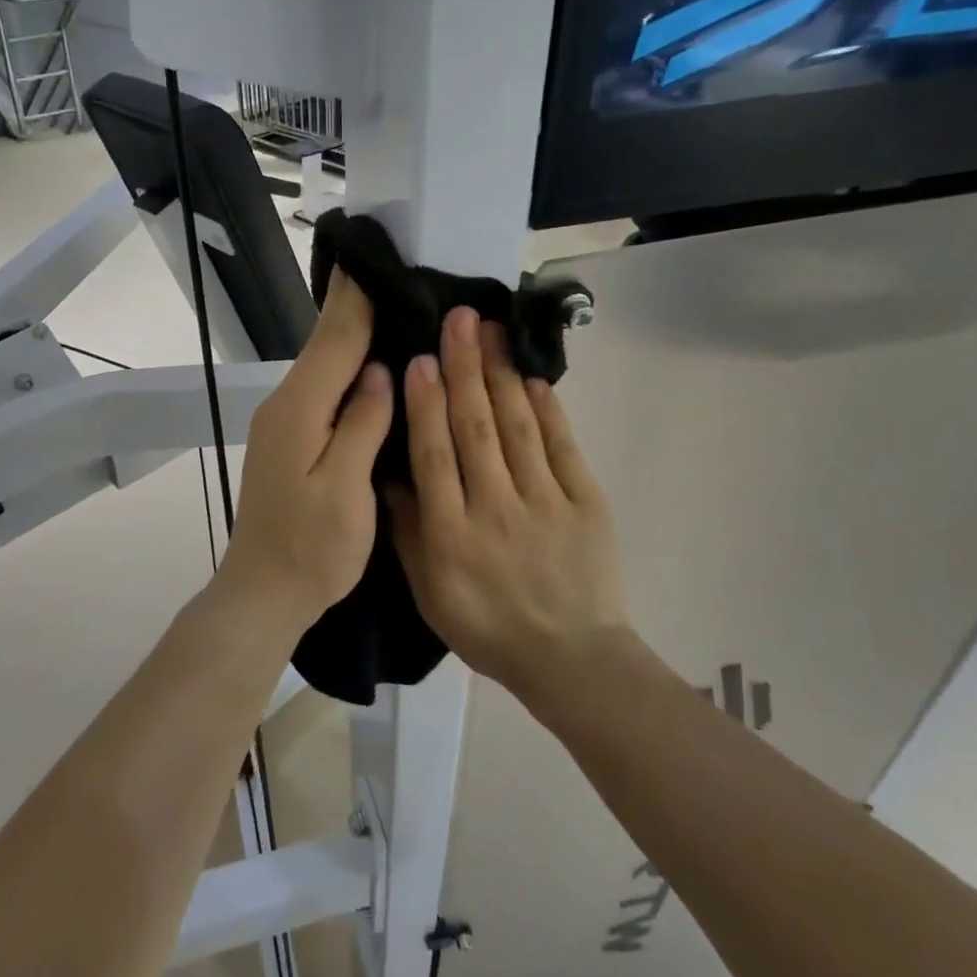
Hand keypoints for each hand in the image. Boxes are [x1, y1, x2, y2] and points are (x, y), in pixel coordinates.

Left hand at [217, 270, 393, 626]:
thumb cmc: (312, 548)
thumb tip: (378, 370)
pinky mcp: (289, 437)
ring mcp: (284, 420)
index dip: (358, 297)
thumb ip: (362, 423)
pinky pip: (322, 387)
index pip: (335, 338)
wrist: (264, 591)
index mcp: (300, 409)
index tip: (377, 255)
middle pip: (325, 343)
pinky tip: (371, 362)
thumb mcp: (346, 488)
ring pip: (323, 363)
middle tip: (396, 271)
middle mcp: (286, 404)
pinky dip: (346, 364)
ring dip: (353, 332)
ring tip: (393, 303)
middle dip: (356, 305)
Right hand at [387, 307, 633, 697]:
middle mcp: (495, 509)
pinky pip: (562, 447)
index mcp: (451, 534)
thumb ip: (407, 533)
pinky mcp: (585, 502)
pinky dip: (548, 409)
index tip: (421, 358)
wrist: (570, 658)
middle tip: (458, 318)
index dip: (426, 403)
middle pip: (475, 428)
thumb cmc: (487, 627)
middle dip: (464, 367)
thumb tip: (391, 475)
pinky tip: (532, 376)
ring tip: (491, 330)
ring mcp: (545, 502)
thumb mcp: (429, 593)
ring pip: (517, 427)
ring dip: (501, 374)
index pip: (434, 455)